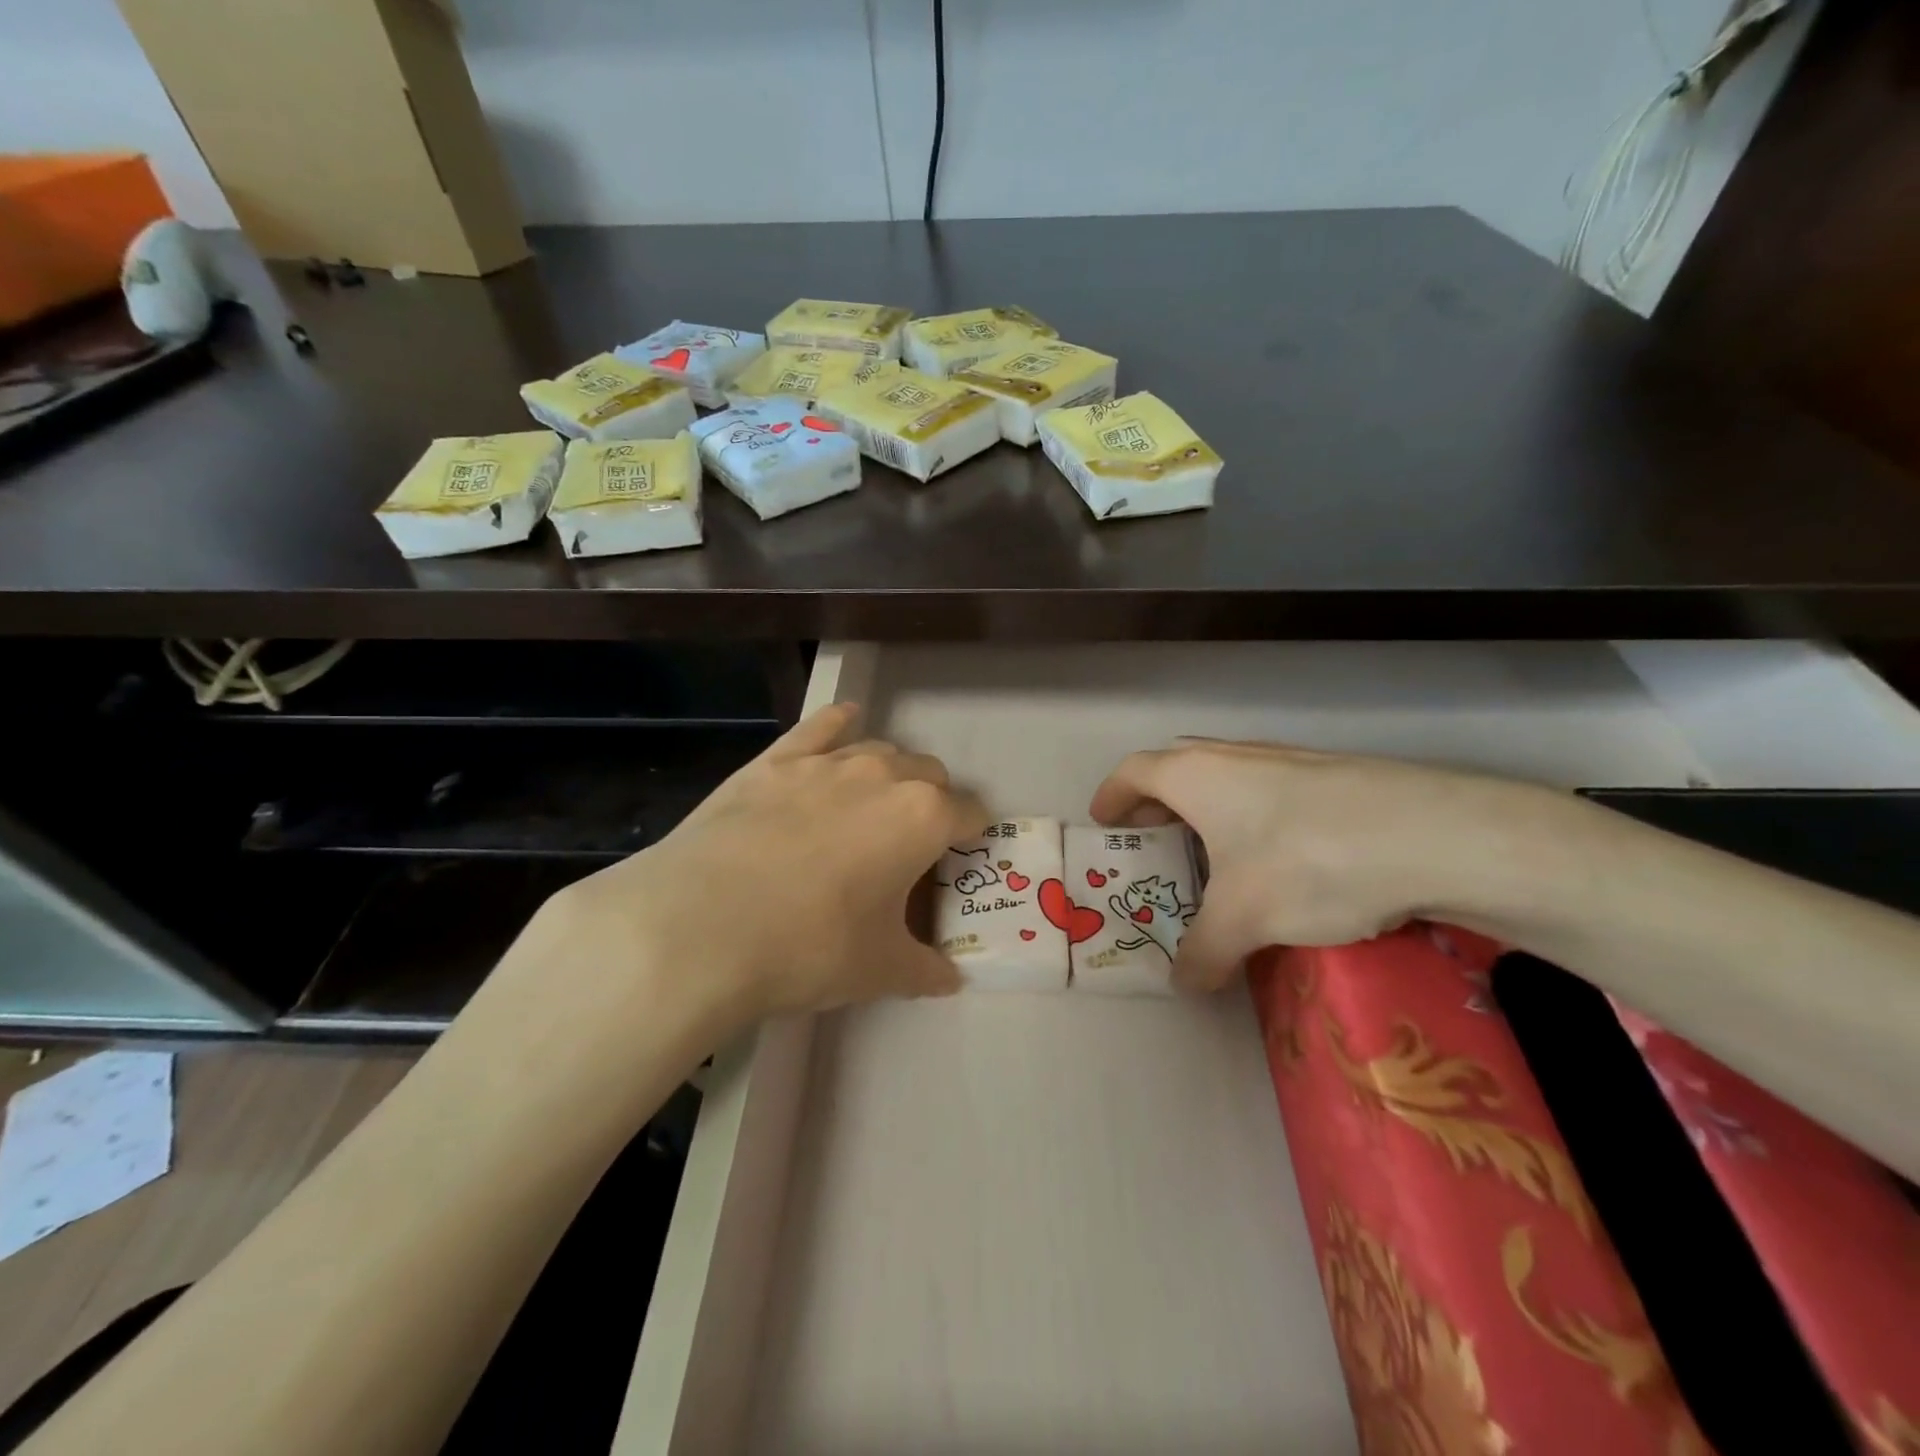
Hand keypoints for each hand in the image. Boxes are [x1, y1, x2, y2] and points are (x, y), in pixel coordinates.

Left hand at [497, 702, 984, 1040]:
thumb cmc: (809, 947)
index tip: (961, 857)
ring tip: (873, 805)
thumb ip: (925, 970)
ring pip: (880, 750)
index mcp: (923, 818)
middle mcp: (884, 775)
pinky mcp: (775, 760)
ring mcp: (826, 762)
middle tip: (910, 845)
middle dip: (933, 802)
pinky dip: (839, 725)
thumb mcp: (879, 970)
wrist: (701, 925)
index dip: (972, 835)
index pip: (970, 813)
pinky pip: (821, 727)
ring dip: (891, 773)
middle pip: (930, 774)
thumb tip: (950, 979)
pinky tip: (844, 723)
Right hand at [1089, 740, 1568, 990]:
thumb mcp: (1243, 919)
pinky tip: (1277, 861)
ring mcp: (1287, 760)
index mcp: (1195, 775)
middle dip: (1156, 804)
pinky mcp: (1332, 777)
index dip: (1112, 797)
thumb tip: (1183, 984)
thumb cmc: (1307, 863)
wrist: (1434, 835)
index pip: (1133, 772)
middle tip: (1152, 841)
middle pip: (1176, 769)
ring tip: (1213, 857)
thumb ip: (1202, 953)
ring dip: (1207, 811)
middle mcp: (1234, 756)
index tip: (1104, 824)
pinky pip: (1268, 791)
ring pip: (1226, 779)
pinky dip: (1251, 818)